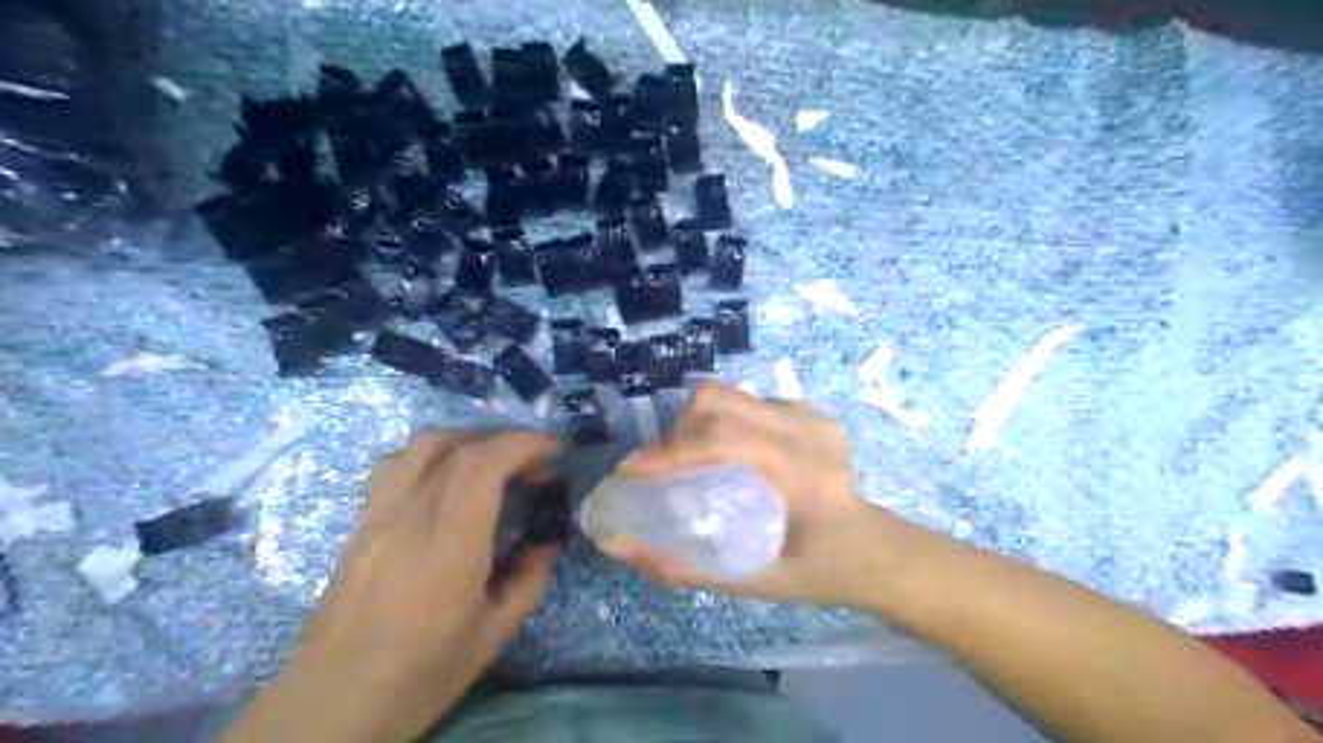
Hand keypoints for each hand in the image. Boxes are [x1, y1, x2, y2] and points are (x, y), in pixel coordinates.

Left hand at [225, 431, 557, 742]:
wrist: (329, 707)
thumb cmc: (420, 676)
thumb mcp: (493, 635)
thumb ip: (528, 579)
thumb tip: (546, 541)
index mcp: (448, 546)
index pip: (484, 465)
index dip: (524, 444)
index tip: (555, 449)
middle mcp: (408, 518)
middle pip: (458, 448)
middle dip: (507, 442)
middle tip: (535, 467)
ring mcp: (377, 517)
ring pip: (421, 446)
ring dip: (467, 440)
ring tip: (494, 463)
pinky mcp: (360, 525)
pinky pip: (396, 466)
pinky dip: (433, 455)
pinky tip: (446, 481)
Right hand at [603, 382, 910, 609]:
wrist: (879, 548)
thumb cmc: (823, 572)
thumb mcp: (758, 584)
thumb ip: (690, 569)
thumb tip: (621, 547)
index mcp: (805, 476)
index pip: (725, 438)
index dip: (669, 450)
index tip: (630, 471)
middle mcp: (810, 431)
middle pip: (720, 402)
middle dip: (675, 432)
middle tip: (656, 468)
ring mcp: (811, 415)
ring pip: (730, 394)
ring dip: (695, 423)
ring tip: (685, 459)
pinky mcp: (808, 410)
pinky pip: (746, 400)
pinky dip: (719, 420)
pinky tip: (721, 453)